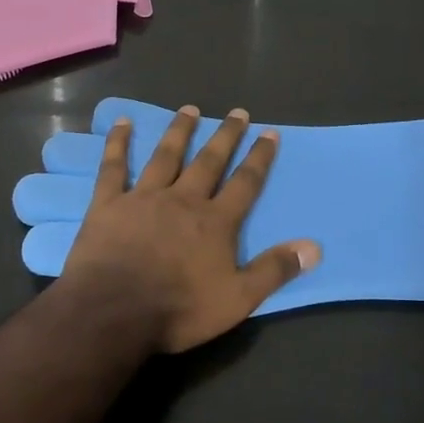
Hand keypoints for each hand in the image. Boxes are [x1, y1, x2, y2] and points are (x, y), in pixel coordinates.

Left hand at [60, 106, 320, 352]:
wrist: (112, 313)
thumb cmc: (178, 309)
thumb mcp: (237, 299)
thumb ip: (274, 270)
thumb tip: (314, 247)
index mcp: (215, 222)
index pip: (245, 183)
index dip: (259, 157)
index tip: (270, 132)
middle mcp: (184, 199)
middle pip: (209, 161)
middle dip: (226, 136)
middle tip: (237, 112)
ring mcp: (144, 197)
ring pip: (166, 156)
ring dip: (180, 131)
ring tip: (190, 109)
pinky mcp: (108, 204)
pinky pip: (114, 167)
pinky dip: (118, 143)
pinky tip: (122, 122)